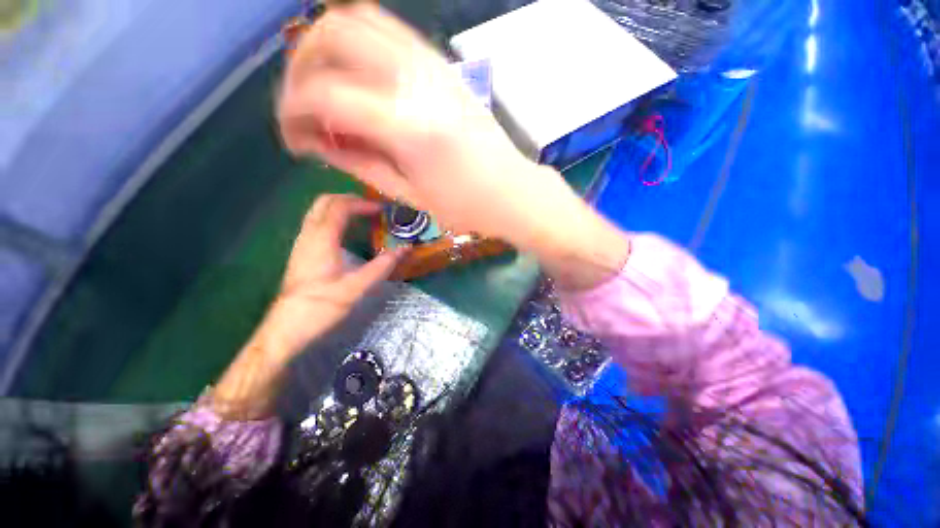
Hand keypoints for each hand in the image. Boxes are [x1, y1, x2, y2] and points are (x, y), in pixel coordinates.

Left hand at [212, 194, 405, 418]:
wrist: (286, 328)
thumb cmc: (321, 307)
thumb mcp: (356, 287)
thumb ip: (382, 266)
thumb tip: (406, 249)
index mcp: (322, 239)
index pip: (341, 207)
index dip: (363, 204)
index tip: (383, 210)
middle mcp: (309, 235)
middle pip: (325, 202)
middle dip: (350, 199)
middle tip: (373, 208)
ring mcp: (302, 242)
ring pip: (319, 211)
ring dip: (342, 207)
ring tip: (364, 216)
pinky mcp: (302, 252)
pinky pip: (318, 223)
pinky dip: (335, 218)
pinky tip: (348, 233)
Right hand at [277, 4, 579, 247]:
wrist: (512, 191)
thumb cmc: (466, 206)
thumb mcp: (408, 195)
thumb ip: (358, 162)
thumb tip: (316, 140)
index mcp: (407, 126)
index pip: (323, 95)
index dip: (292, 113)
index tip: (293, 138)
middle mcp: (415, 81)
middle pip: (330, 37)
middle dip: (299, 69)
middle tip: (304, 108)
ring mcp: (432, 64)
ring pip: (357, 20)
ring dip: (326, 47)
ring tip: (325, 88)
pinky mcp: (443, 65)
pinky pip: (388, 30)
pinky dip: (358, 42)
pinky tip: (358, 77)